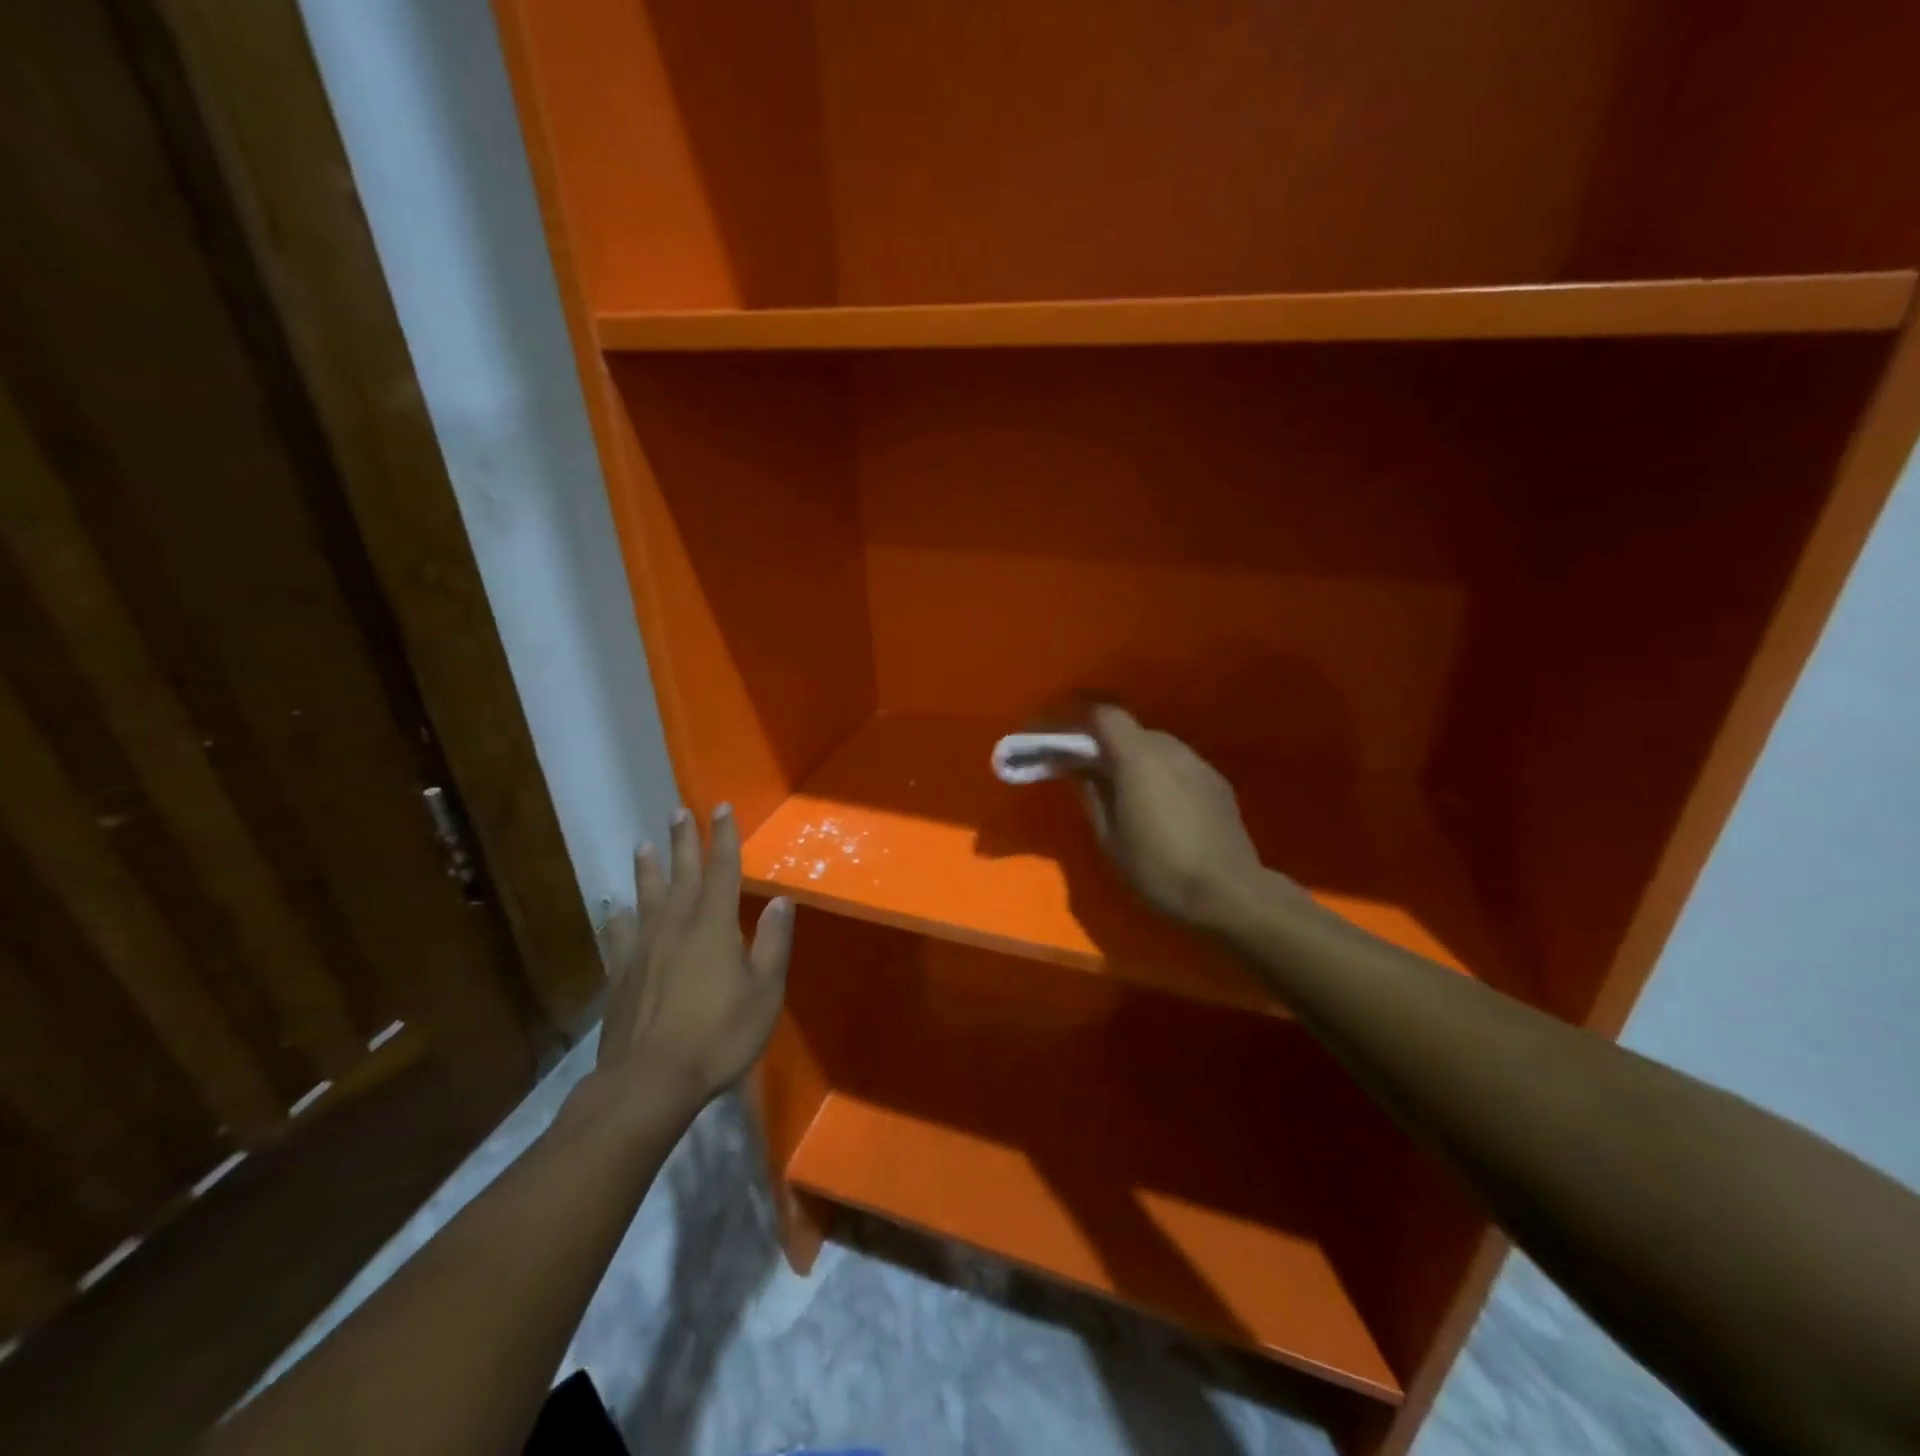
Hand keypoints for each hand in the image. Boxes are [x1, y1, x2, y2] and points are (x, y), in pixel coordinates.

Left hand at [595, 804, 793, 1111]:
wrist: (650, 1081)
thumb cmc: (718, 1035)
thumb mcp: (764, 992)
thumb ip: (772, 943)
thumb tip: (781, 901)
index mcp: (714, 926)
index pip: (722, 870)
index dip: (724, 838)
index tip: (721, 808)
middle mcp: (676, 926)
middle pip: (681, 874)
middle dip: (683, 841)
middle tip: (678, 811)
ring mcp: (643, 949)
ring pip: (646, 898)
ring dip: (647, 870)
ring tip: (642, 845)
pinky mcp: (622, 975)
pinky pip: (620, 936)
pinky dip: (618, 919)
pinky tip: (616, 911)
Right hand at [1080, 705, 1267, 927]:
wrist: (1227, 891)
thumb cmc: (1157, 867)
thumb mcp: (1109, 836)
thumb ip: (1091, 793)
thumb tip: (1077, 768)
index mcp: (1137, 757)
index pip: (1105, 715)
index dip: (1083, 724)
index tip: (1068, 747)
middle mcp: (1170, 749)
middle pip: (1132, 731)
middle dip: (1110, 747)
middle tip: (1094, 777)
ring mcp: (1198, 763)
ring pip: (1158, 747)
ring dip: (1138, 761)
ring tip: (1130, 796)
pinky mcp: (1217, 782)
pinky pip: (1180, 765)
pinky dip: (1163, 775)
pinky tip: (1163, 809)